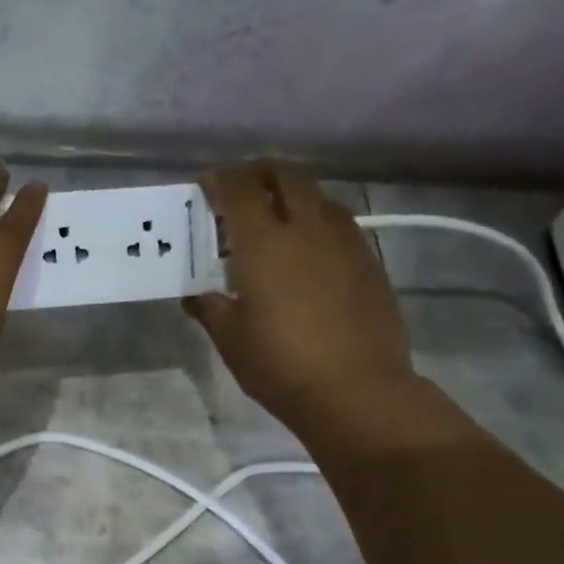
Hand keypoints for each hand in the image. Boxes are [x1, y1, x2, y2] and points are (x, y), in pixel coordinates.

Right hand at [185, 162, 416, 438]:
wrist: (355, 390)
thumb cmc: (279, 364)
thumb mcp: (230, 339)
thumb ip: (209, 308)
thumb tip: (195, 296)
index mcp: (264, 243)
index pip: (239, 188)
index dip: (219, 180)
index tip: (204, 187)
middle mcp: (307, 228)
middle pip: (286, 175)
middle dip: (259, 174)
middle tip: (238, 193)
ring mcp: (344, 241)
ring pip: (316, 197)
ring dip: (290, 197)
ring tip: (272, 225)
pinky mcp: (368, 260)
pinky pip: (337, 224)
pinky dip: (314, 222)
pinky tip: (304, 254)